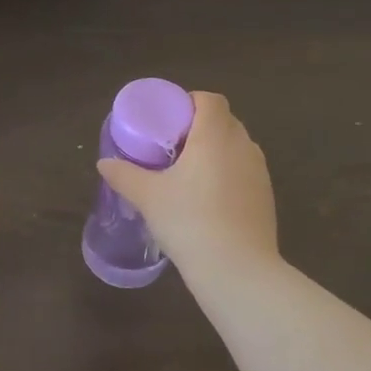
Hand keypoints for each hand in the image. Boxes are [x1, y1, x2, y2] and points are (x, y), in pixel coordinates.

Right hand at [97, 92, 278, 273]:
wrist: (238, 271)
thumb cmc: (190, 222)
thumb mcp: (148, 197)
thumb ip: (124, 175)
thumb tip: (104, 164)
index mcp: (215, 135)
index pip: (210, 100)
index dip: (190, 102)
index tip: (169, 120)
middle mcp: (242, 146)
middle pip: (224, 121)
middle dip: (200, 127)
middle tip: (173, 147)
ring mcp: (260, 172)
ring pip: (237, 147)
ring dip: (216, 151)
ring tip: (190, 174)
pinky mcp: (267, 197)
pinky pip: (245, 172)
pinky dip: (229, 175)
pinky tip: (209, 201)